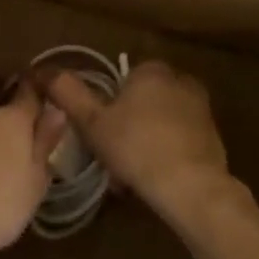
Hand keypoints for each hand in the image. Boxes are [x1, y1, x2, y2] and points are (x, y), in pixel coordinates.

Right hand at [41, 60, 241, 227]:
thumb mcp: (92, 122)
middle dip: (128, 122)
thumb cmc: (136, 147)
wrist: (192, 188)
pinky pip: (179, 140)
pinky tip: (153, 178)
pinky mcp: (214, 138)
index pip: (124, 77)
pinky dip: (166, 153)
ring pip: (161, 121)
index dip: (109, 103)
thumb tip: (44, 71)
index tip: (99, 129)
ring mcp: (202, 110)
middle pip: (144, 99)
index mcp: (152, 70)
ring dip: (146, 139)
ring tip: (129, 172)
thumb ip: (68, 93)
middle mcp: (181, 82)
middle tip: (111, 152)